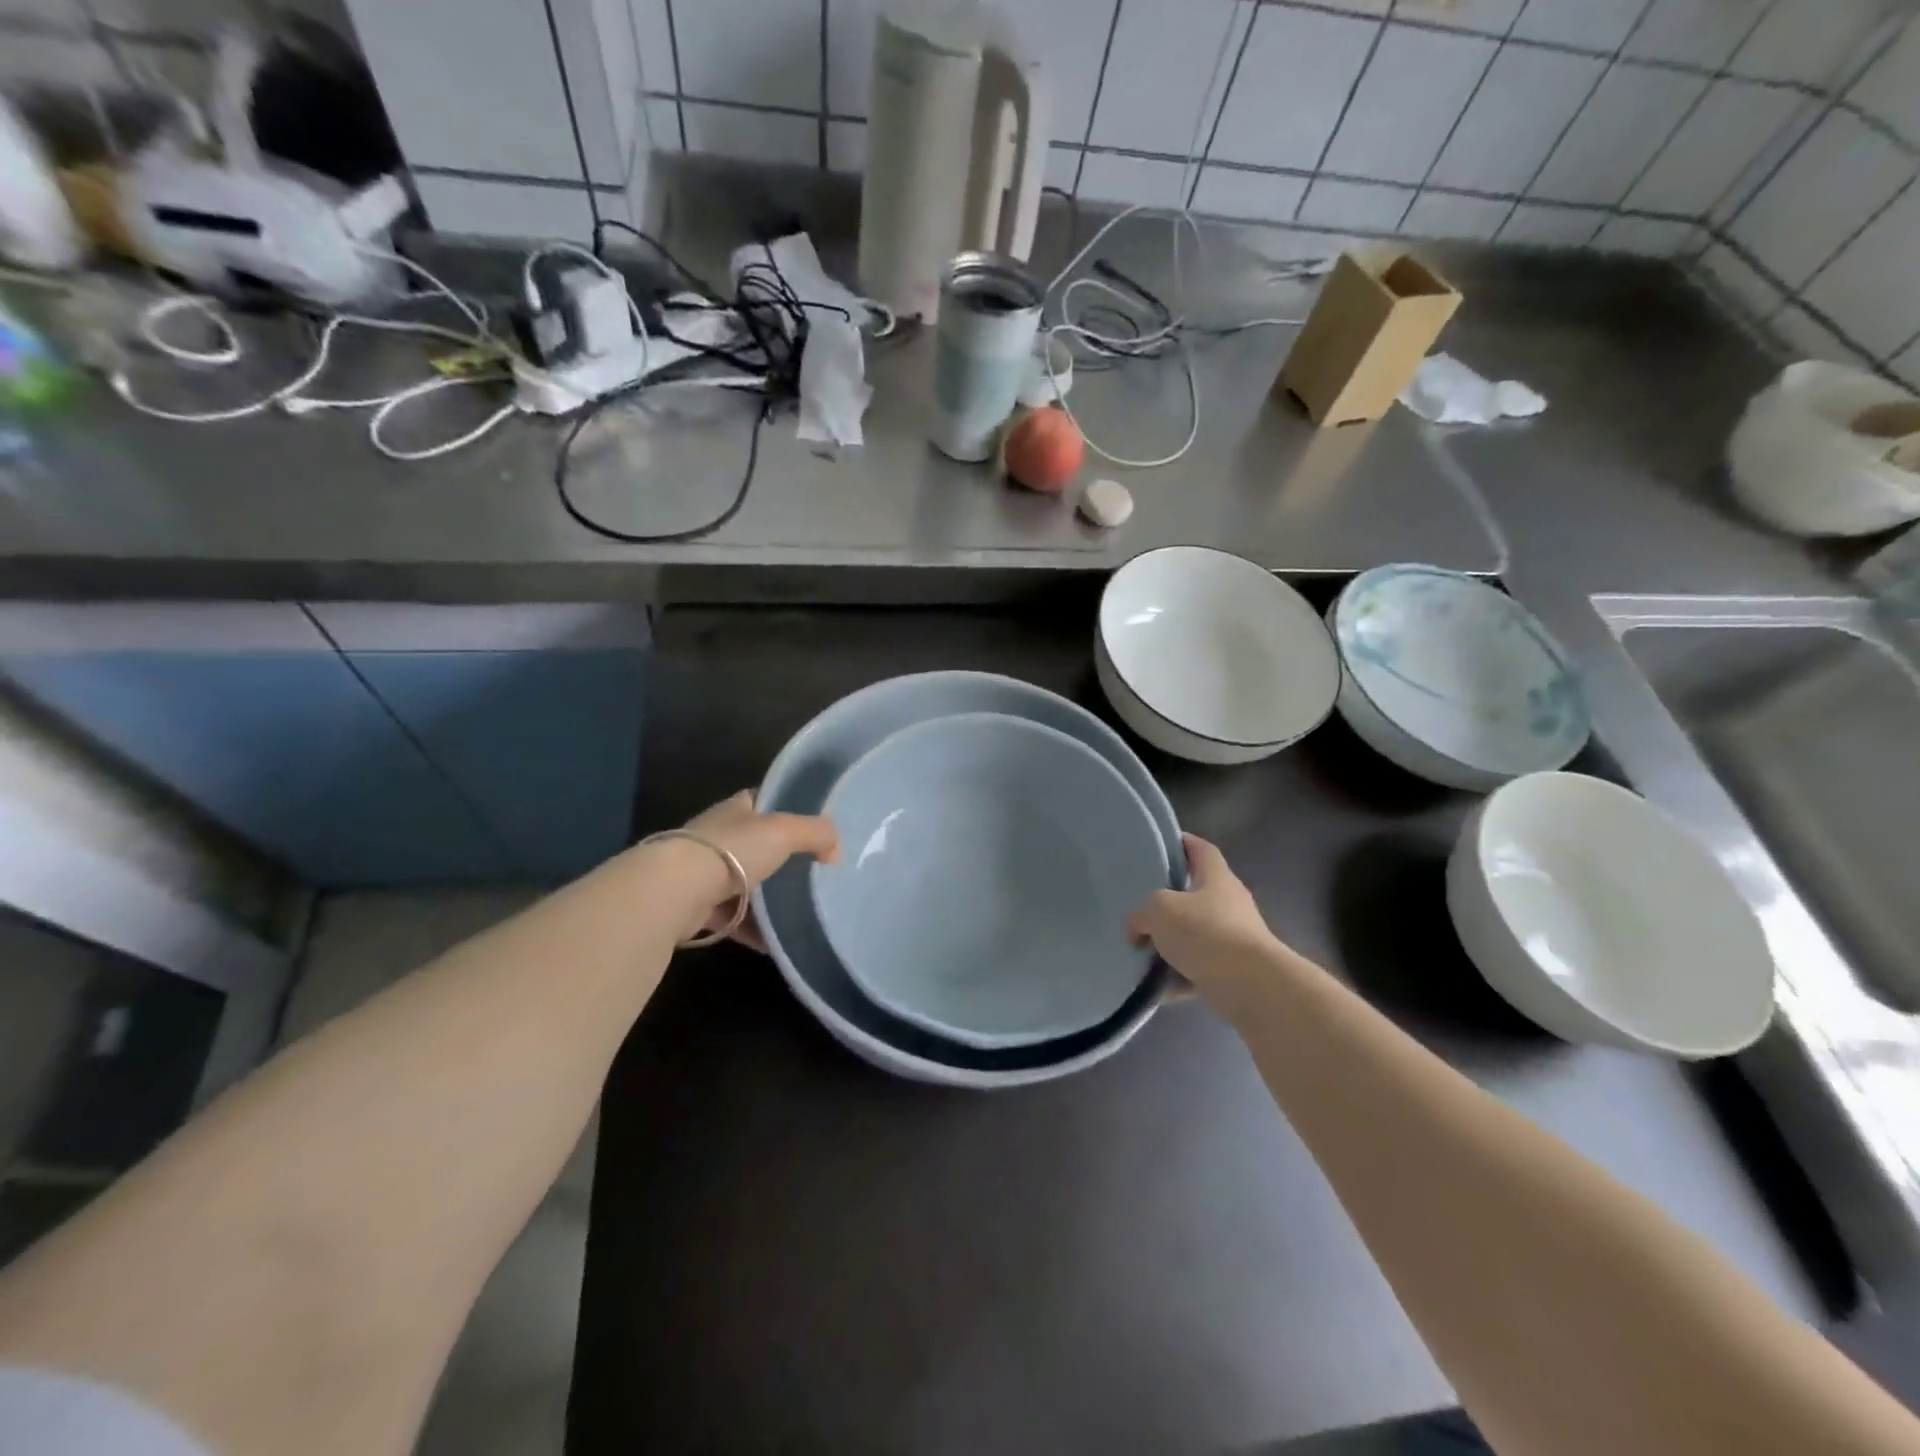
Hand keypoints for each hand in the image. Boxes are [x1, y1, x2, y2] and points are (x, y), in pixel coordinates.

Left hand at [680, 790, 837, 950]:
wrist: (675, 892)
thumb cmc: (732, 851)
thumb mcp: (784, 832)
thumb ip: (816, 833)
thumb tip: (835, 850)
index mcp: (736, 809)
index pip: (763, 801)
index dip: (787, 808)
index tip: (812, 826)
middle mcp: (718, 836)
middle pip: (756, 844)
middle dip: (780, 859)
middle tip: (814, 873)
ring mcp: (704, 872)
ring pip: (744, 883)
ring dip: (766, 899)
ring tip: (799, 913)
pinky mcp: (696, 907)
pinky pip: (733, 918)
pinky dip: (752, 931)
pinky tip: (774, 944)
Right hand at [1126, 834, 1279, 1000]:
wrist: (1252, 987)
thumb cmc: (1206, 932)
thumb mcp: (1159, 910)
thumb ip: (1140, 914)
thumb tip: (1135, 928)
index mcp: (1216, 877)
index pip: (1200, 849)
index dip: (1180, 843)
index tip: (1157, 847)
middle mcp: (1229, 903)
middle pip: (1194, 894)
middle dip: (1166, 902)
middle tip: (1138, 905)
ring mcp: (1234, 938)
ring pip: (1194, 935)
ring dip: (1169, 944)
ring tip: (1140, 952)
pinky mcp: (1234, 972)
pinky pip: (1198, 969)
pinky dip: (1178, 978)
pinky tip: (1156, 988)